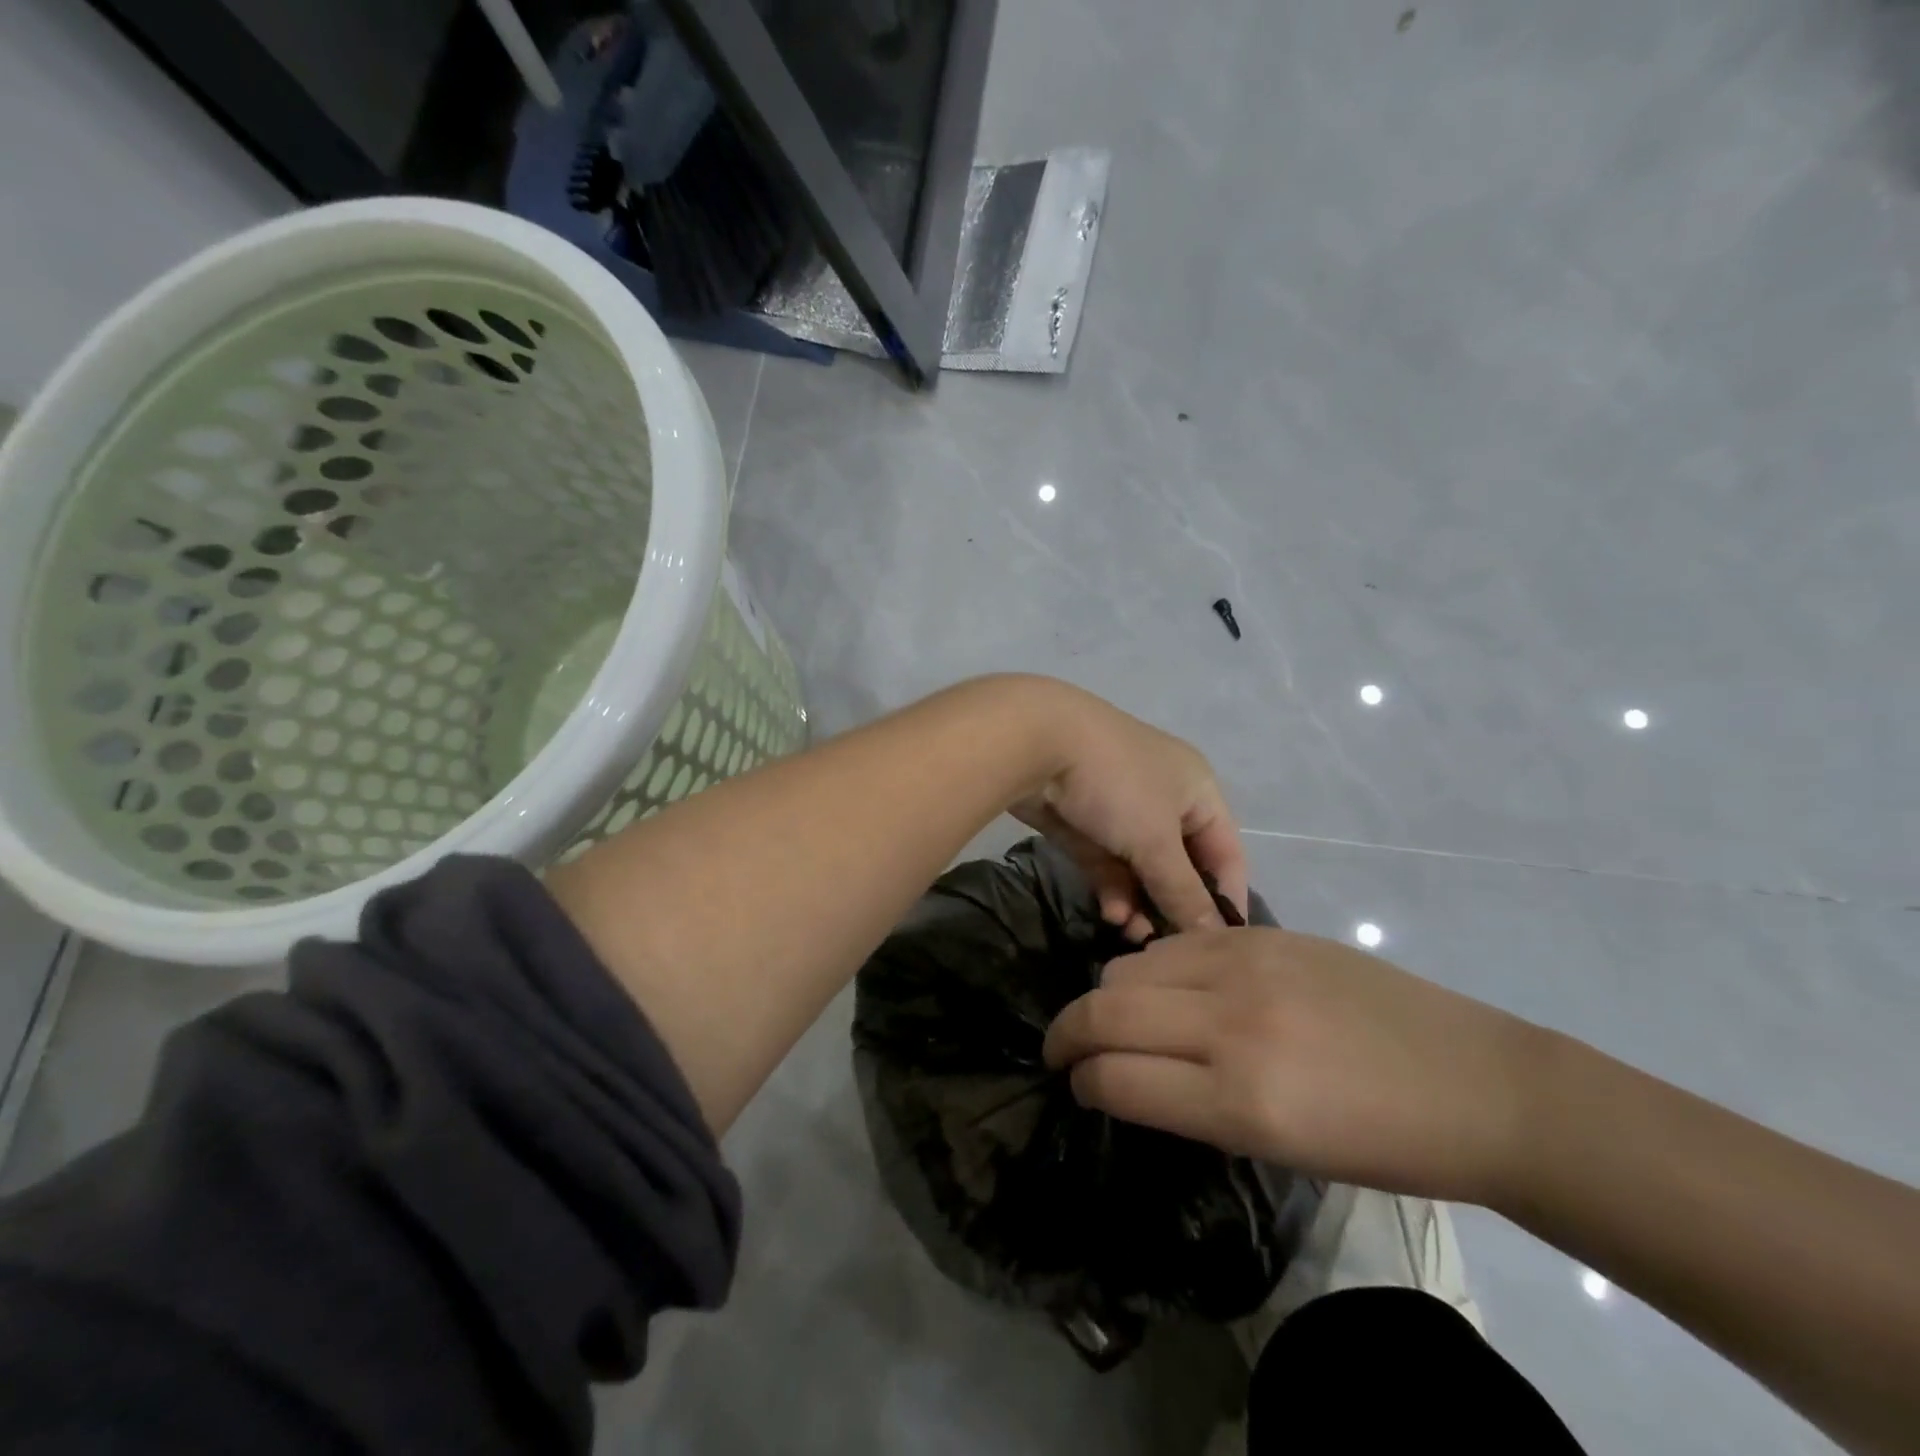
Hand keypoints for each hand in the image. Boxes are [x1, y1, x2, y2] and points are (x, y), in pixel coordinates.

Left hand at [1009, 685, 1245, 936]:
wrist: (1036, 743)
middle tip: (1167, 948)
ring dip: (1141, 904)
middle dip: (1174, 906)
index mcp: (1197, 790)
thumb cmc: (1116, 785)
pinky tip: (1111, 915)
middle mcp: (1164, 799)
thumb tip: (1214, 935)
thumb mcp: (1156, 840)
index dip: (1226, 898)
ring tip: (1133, 937)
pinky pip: (1108, 865)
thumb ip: (1183, 890)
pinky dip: (1113, 890)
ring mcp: (1121, 811)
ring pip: (1141, 870)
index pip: (1227, 853)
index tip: (1220, 947)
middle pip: (1182, 866)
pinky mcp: (1084, 824)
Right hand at [1042, 926, 1544, 1204]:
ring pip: (1129, 965)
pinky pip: (1176, 942)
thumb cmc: (1384, 1146)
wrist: (1478, 1084)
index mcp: (1240, 1100)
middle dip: (1069, 1034)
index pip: (1113, 1078)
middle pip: (1104, 1010)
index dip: (1082, 1083)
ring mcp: (1246, 964)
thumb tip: (1124, 1075)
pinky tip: (1172, 987)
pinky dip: (1154, 967)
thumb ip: (1188, 1104)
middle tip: (1068, 1051)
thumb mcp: (1276, 1151)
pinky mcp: (1264, 934)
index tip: (1077, 1086)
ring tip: (1123, 1017)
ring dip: (1110, 996)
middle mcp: (1231, 1021)